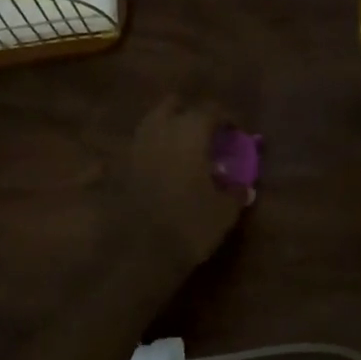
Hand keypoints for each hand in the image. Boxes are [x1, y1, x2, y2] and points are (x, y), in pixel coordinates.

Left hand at [107, 97, 251, 274]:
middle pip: (173, 105)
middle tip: (206, 134)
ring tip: (183, 150)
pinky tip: (159, 169)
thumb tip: (242, 186)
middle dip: (190, 114)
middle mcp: (160, 131)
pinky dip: (149, 153)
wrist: (140, 254)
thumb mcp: (225, 210)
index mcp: (190, 132)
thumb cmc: (191, 224)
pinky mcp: (118, 169)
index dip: (228, 118)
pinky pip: (136, 150)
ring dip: (167, 129)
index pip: (211, 110)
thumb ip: (236, 192)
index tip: (237, 133)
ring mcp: (135, 148)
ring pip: (151, 123)